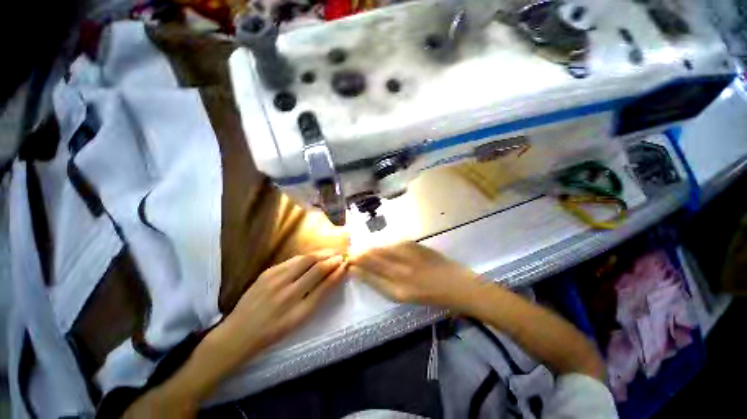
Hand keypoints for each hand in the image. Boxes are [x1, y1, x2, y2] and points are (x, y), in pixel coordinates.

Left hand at [210, 250, 347, 368]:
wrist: (239, 332)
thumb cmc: (274, 331)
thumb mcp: (299, 319)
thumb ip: (318, 297)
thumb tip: (333, 277)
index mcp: (299, 309)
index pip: (325, 284)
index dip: (337, 272)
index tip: (346, 264)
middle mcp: (288, 292)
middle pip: (315, 267)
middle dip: (331, 258)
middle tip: (340, 254)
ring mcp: (275, 279)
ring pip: (304, 259)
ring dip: (320, 254)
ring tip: (329, 253)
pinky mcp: (268, 272)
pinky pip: (292, 260)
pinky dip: (306, 257)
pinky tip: (311, 257)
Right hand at [350, 242, 481, 308]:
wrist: (456, 284)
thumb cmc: (431, 296)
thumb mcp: (406, 296)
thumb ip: (387, 284)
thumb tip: (369, 273)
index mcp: (398, 291)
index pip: (370, 278)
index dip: (358, 270)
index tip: (350, 265)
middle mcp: (400, 273)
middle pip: (372, 261)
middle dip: (359, 256)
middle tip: (351, 254)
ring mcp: (407, 257)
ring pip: (380, 250)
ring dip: (369, 249)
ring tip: (363, 249)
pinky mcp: (413, 246)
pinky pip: (393, 244)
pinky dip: (384, 245)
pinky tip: (380, 246)